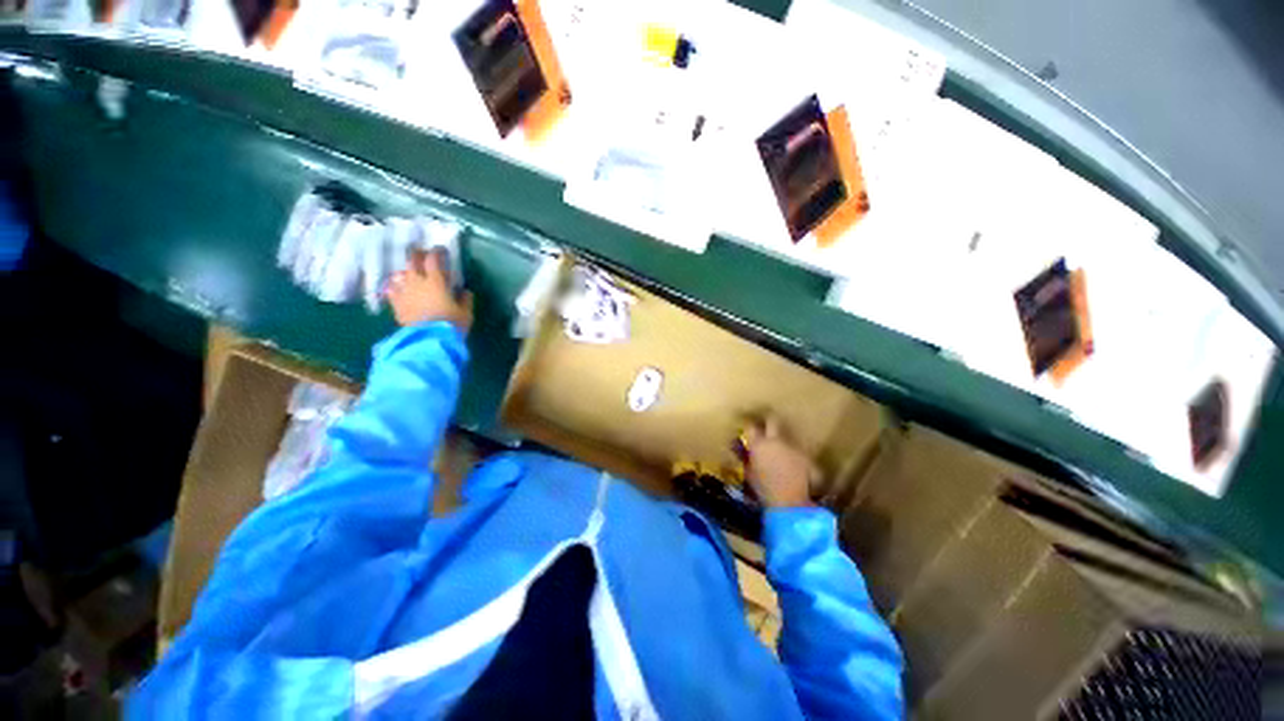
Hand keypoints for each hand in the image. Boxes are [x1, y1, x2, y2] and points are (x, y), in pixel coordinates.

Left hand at [386, 247, 472, 331]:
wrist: (429, 340)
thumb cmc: (451, 324)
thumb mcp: (465, 313)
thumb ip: (465, 300)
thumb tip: (464, 291)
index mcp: (436, 281)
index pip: (433, 259)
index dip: (437, 252)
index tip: (441, 250)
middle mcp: (417, 282)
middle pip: (412, 262)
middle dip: (418, 256)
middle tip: (423, 255)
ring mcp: (404, 292)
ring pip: (400, 274)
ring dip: (406, 271)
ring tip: (411, 273)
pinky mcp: (395, 304)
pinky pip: (391, 290)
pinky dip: (395, 286)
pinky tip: (398, 288)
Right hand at [742, 417, 815, 508]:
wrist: (788, 502)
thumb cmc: (763, 488)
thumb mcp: (748, 472)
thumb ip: (744, 457)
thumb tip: (739, 447)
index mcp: (758, 444)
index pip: (751, 427)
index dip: (749, 427)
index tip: (748, 431)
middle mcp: (775, 440)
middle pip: (772, 421)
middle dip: (768, 422)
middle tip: (765, 427)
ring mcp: (791, 446)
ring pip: (785, 436)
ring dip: (781, 441)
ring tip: (779, 451)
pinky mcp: (804, 455)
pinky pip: (796, 449)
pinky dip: (792, 454)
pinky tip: (791, 464)